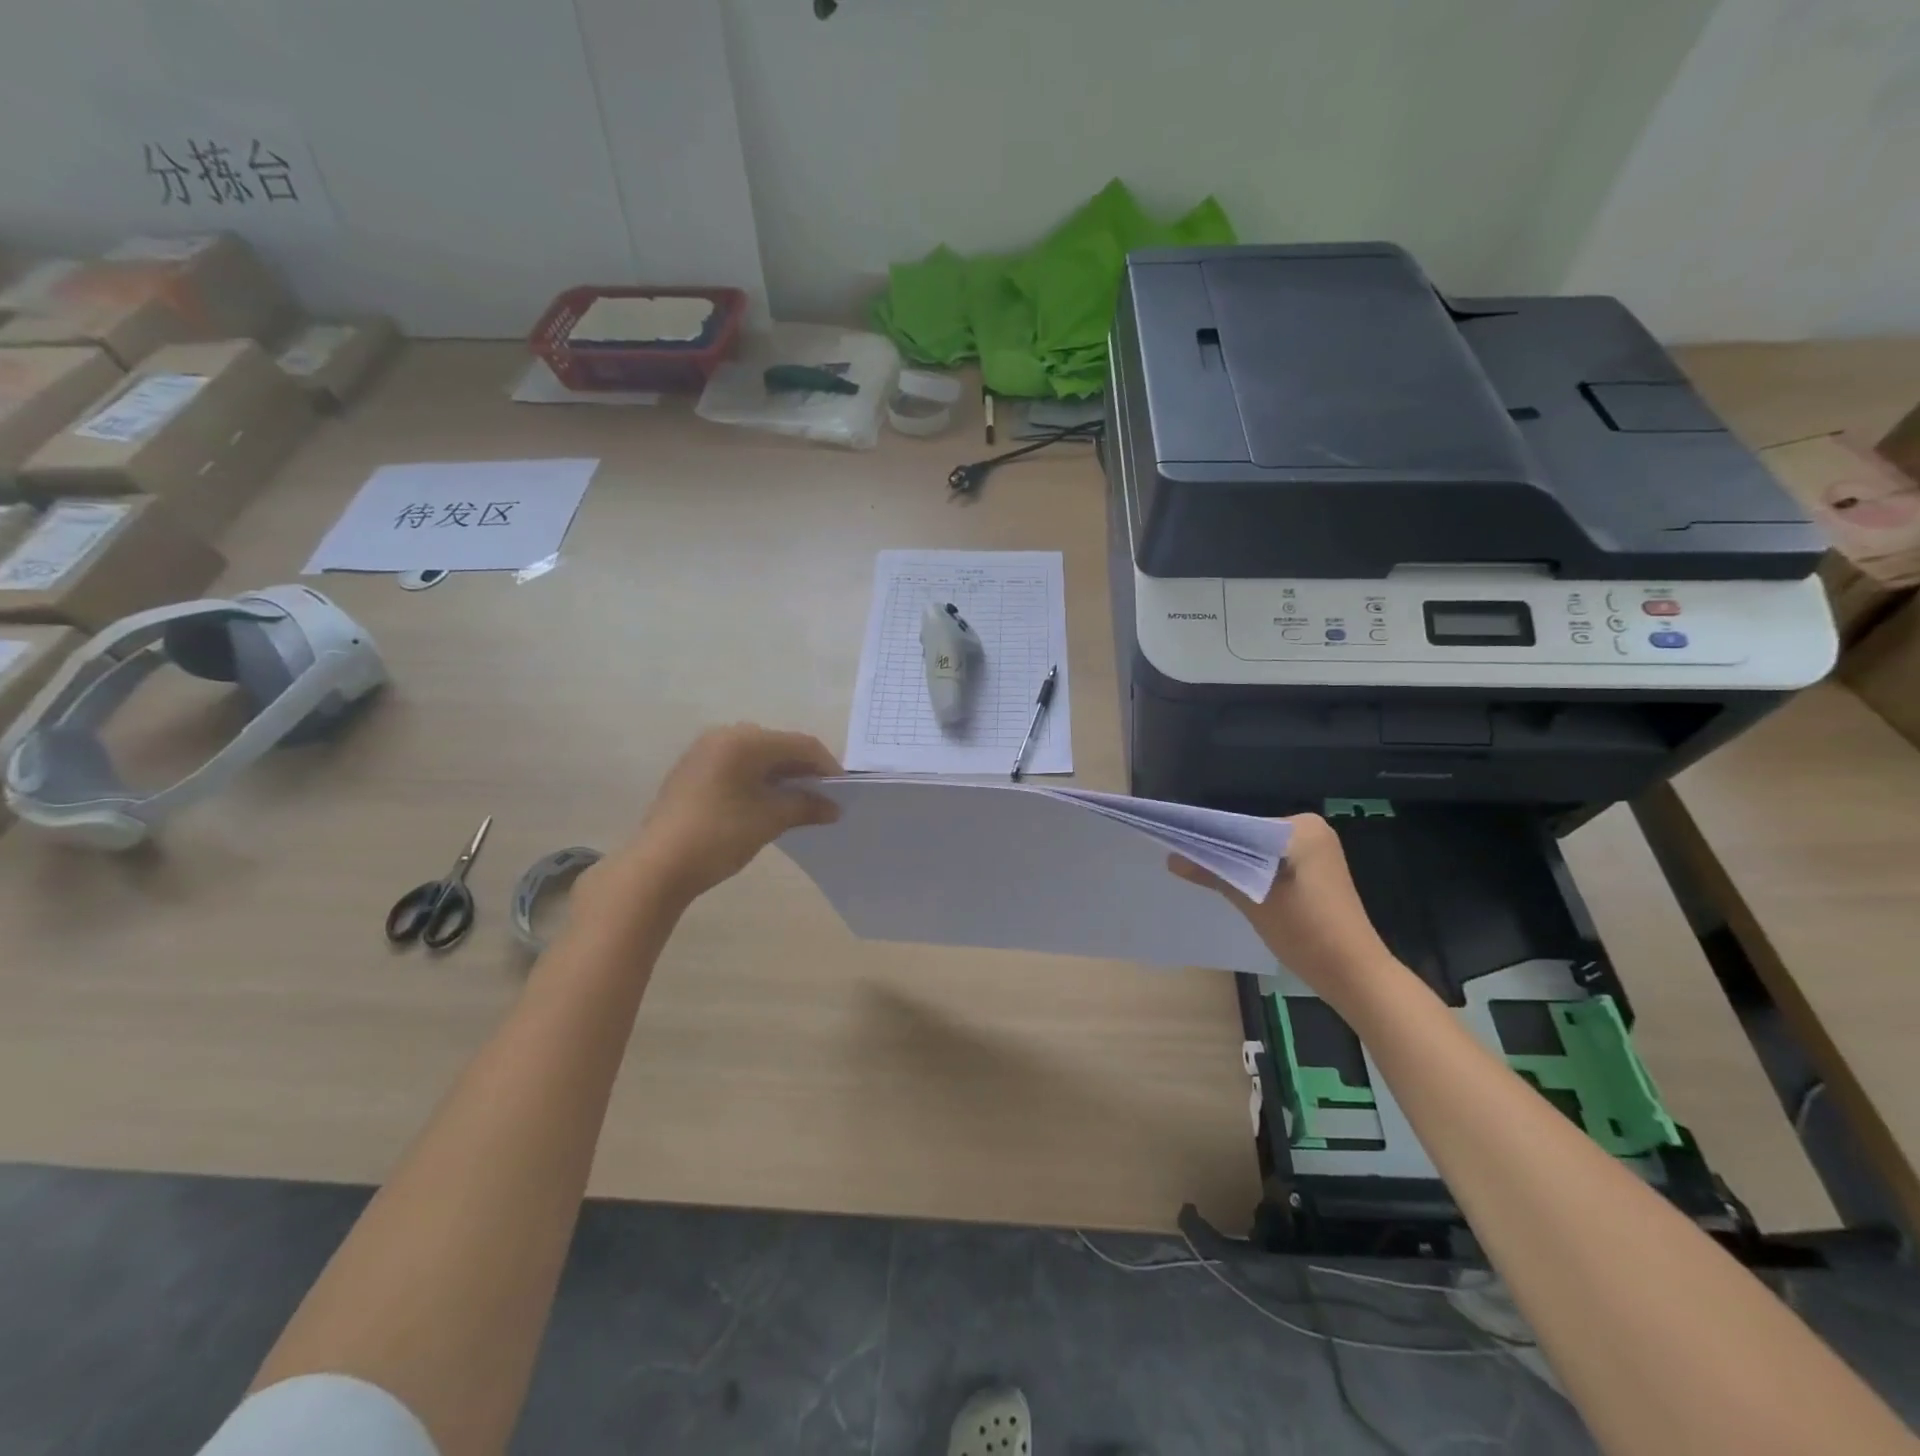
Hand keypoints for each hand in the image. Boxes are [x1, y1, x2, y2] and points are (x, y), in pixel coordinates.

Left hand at [598, 724, 840, 910]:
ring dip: (781, 776)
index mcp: (744, 740)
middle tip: (822, 797)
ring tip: (798, 803)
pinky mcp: (692, 771)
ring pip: (757, 756)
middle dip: (804, 770)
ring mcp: (704, 752)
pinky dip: (758, 780)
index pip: (799, 744)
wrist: (657, 866)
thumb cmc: (719, 835)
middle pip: (778, 746)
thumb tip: (833, 808)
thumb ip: (806, 806)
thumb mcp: (769, 820)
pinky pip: (737, 766)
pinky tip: (767, 804)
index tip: (843, 791)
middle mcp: (724, 736)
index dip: (826, 765)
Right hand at [1169, 812, 1399, 1012]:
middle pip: (1250, 837)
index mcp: (1302, 827)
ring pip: (1260, 853)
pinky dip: (1254, 874)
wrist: (1353, 973)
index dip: (1209, 837)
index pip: (1242, 825)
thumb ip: (1213, 872)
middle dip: (1222, 851)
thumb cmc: (1306, 930)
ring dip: (1236, 864)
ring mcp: (1317, 853)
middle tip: (1185, 863)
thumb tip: (1170, 859)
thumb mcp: (1252, 899)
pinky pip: (1274, 864)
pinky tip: (1234, 887)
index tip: (1178, 847)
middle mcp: (1312, 831)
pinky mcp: (1316, 874)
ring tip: (1202, 874)